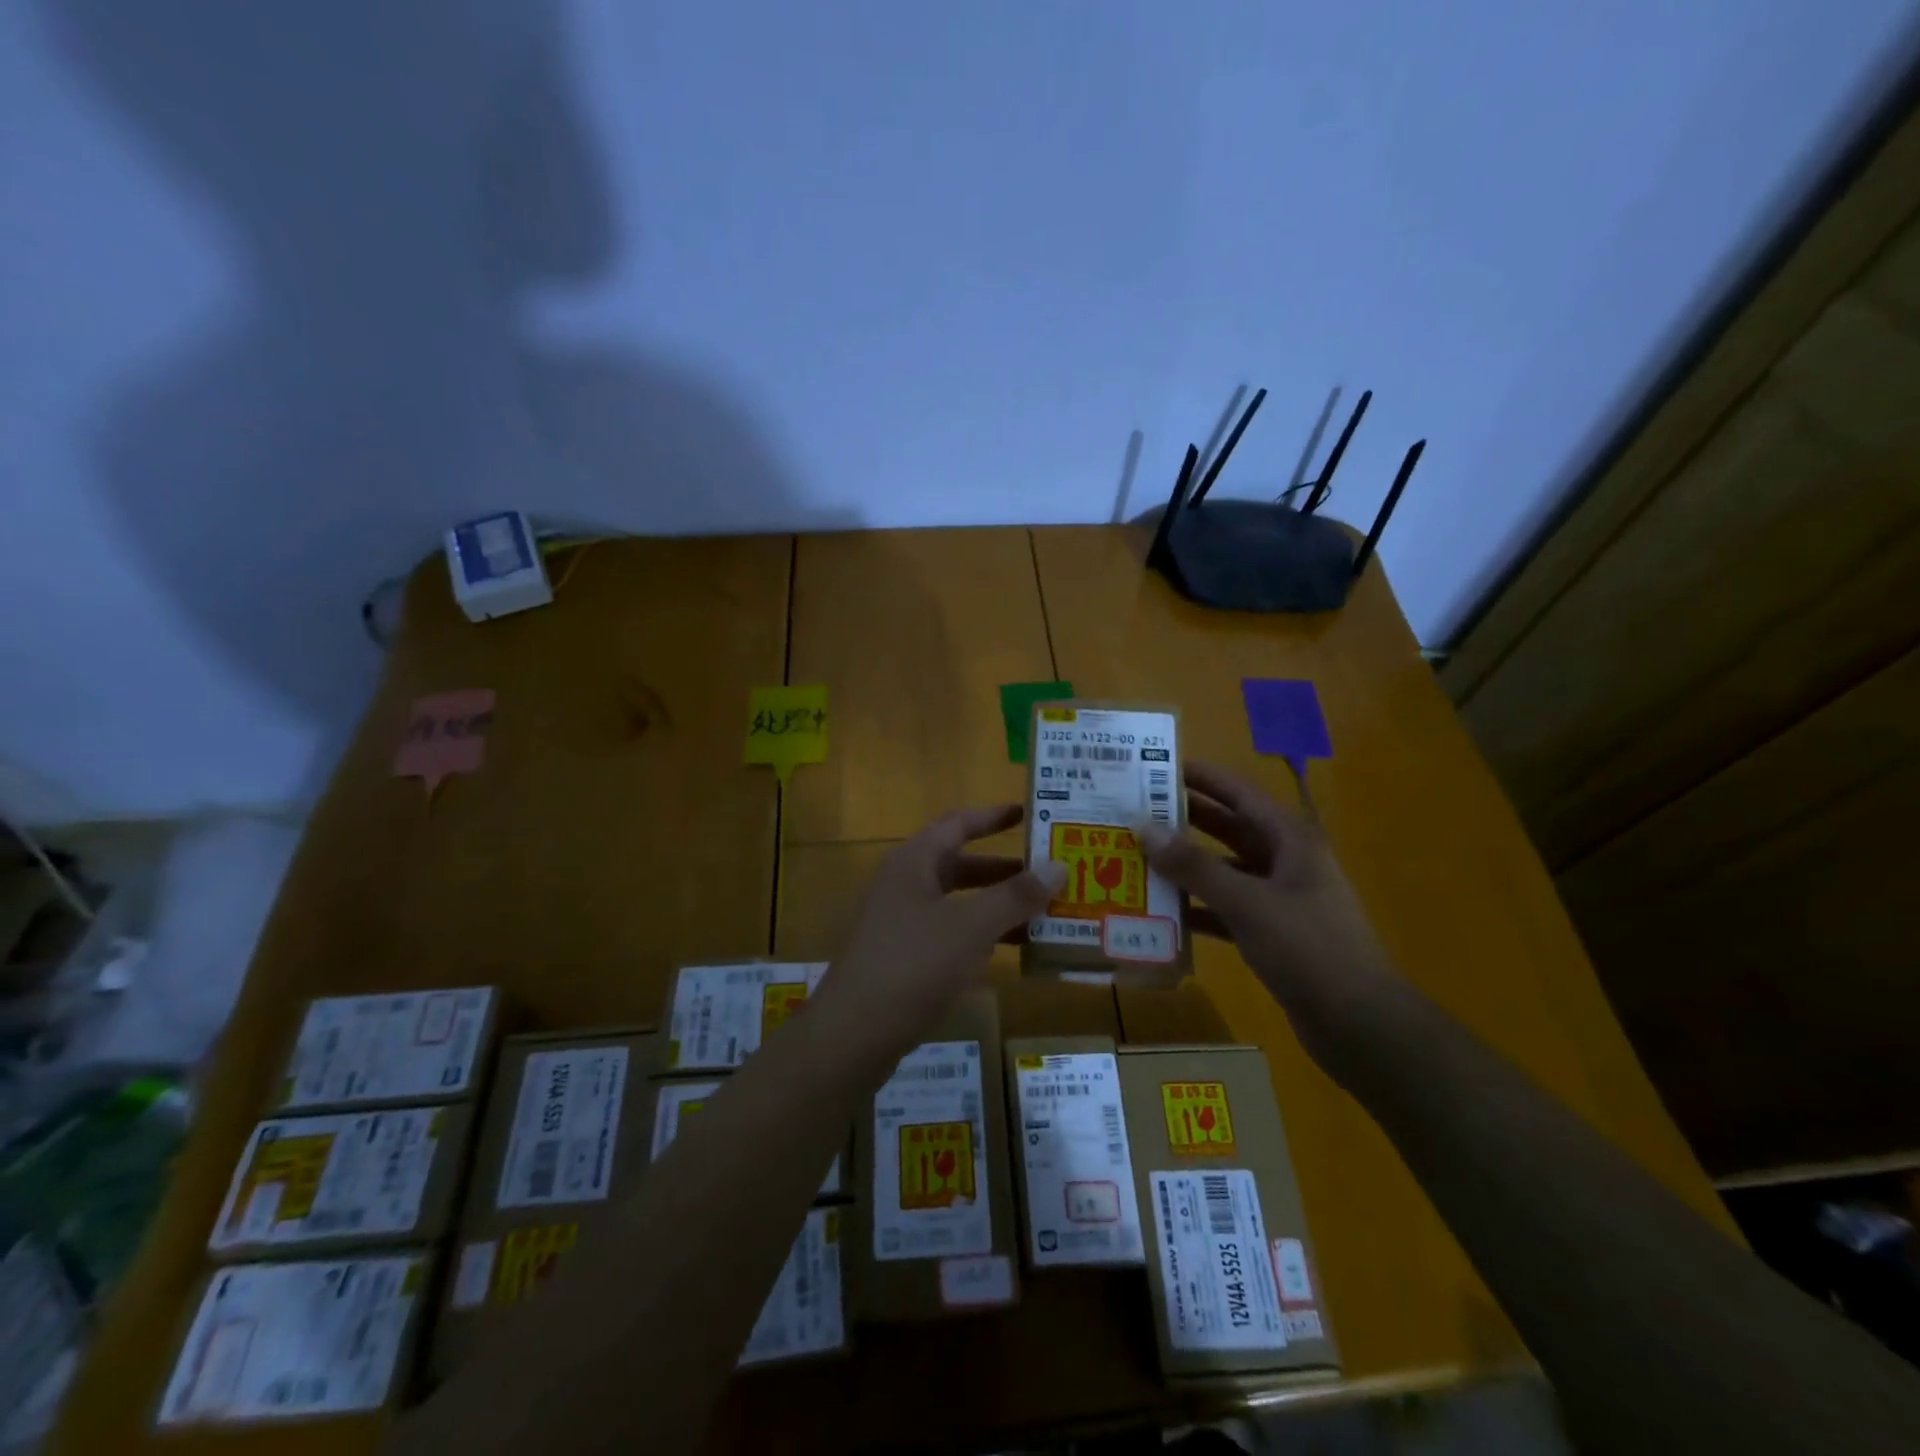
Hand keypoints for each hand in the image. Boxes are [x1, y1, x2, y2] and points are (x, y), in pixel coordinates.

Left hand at [814, 805, 1064, 1065]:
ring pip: (958, 903)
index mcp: (914, 862)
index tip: (1029, 814)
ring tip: (1043, 913)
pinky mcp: (904, 957)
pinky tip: (1010, 951)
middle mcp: (905, 885)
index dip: (992, 816)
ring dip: (997, 905)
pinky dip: (981, 935)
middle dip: (1004, 869)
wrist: (854, 1033)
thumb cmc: (913, 964)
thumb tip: (1058, 866)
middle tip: (1048, 872)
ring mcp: (902, 922)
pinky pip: (950, 933)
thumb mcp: (971, 926)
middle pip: (960, 864)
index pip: (957, 824)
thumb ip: (1015, 896)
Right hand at [1141, 761, 1403, 1054]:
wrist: (1360, 1024)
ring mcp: (1278, 899)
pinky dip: (1196, 908)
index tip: (1156, 769)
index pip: (1239, 793)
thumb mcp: (1248, 903)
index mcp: (1290, 840)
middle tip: (1135, 811)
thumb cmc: (1309, 949)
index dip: (1201, 778)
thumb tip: (1144, 827)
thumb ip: (1194, 867)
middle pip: (1227, 829)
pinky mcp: (1270, 934)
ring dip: (1185, 866)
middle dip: (1184, 819)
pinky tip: (1160, 913)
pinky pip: (1224, 909)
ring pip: (1223, 870)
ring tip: (1138, 857)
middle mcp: (1284, 861)